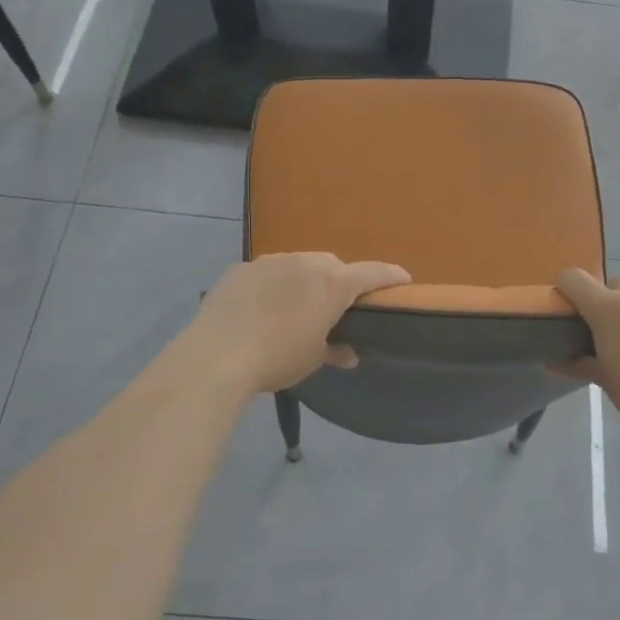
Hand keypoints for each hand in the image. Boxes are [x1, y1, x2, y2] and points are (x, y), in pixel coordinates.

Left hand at [183, 253, 410, 396]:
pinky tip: (261, 308)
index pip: (374, 273)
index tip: (403, 279)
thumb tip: (348, 354)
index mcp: (333, 284)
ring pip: (299, 264)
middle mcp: (306, 262)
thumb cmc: (277, 358)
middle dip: (339, 282)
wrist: (216, 356)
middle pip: (333, 266)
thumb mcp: (312, 359)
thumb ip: (335, 350)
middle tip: (334, 308)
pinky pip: (268, 272)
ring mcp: (271, 261)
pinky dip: (273, 284)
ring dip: (304, 280)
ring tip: (294, 307)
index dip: (391, 276)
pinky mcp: (241, 268)